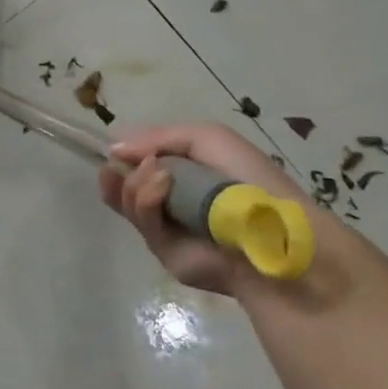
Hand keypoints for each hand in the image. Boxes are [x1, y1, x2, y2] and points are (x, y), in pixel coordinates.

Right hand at [99, 122, 303, 293]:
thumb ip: (158, 137)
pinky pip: (141, 221)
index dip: (124, 153)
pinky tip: (161, 184)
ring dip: (134, 181)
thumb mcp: (205, 138)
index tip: (114, 148)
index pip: (139, 162)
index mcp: (184, 172)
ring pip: (125, 201)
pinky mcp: (163, 251)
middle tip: (119, 161)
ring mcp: (165, 227)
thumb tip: (114, 149)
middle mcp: (170, 199)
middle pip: (122, 183)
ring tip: (157, 172)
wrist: (274, 231)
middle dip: (117, 170)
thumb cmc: (247, 177)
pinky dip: (146, 199)